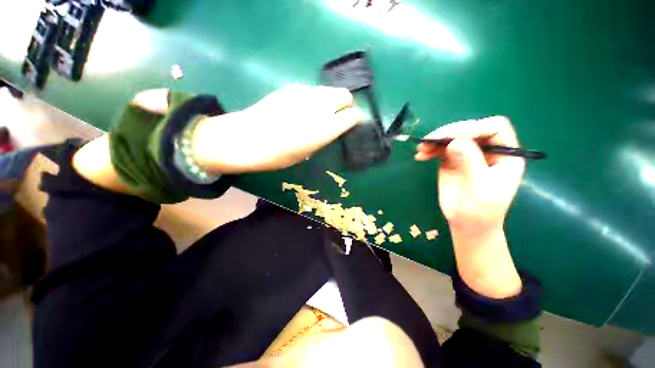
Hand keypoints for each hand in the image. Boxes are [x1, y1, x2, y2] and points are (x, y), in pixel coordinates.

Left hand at [192, 84, 362, 173]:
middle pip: (345, 94)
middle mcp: (318, 106)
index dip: (354, 118)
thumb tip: (331, 128)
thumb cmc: (277, 155)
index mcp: (324, 128)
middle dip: (346, 104)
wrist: (245, 139)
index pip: (352, 115)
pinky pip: (312, 91)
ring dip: (330, 100)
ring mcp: (304, 93)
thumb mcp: (306, 153)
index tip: (351, 123)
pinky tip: (303, 109)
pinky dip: (315, 98)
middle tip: (339, 115)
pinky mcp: (291, 88)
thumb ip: (323, 137)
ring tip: (319, 113)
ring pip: (329, 90)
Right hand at [415, 116, 524, 235]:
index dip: (475, 128)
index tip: (453, 138)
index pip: (495, 128)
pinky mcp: (451, 160)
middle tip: (430, 141)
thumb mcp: (481, 189)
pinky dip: (429, 149)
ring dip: (435, 140)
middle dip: (449, 132)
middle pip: (470, 129)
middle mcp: (487, 149)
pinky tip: (420, 155)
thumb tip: (454, 141)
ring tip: (421, 149)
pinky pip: (440, 148)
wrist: (467, 223)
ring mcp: (468, 154)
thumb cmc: (481, 211)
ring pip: (452, 136)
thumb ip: (471, 163)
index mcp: (505, 154)